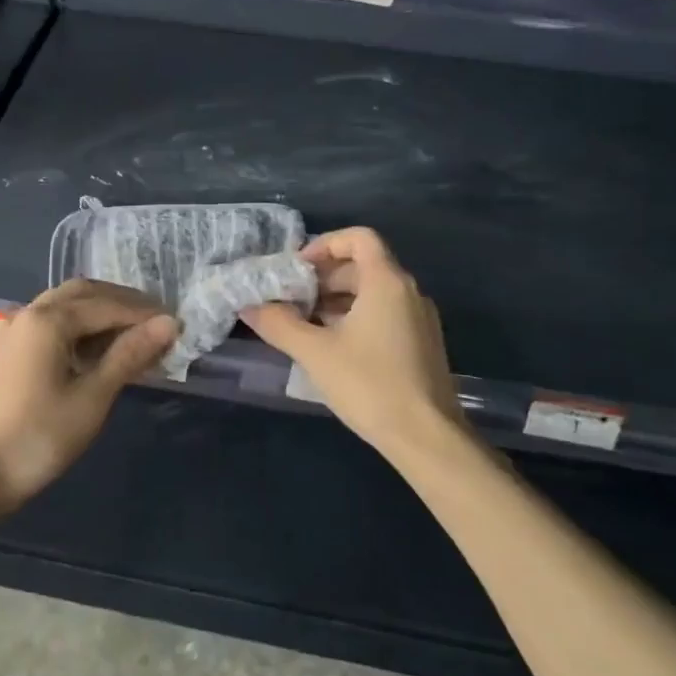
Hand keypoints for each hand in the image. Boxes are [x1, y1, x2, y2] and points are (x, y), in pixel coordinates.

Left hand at [0, 280, 177, 516]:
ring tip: (134, 337)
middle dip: (122, 303)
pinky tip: (96, 352)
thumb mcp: (92, 397)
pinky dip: (78, 329)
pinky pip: (49, 326)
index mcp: (48, 320)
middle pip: (83, 294)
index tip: (178, 325)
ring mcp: (12, 332)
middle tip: (157, 322)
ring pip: (63, 308)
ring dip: (100, 314)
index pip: (107, 305)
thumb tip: (169, 324)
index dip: (145, 313)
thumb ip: (130, 355)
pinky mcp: (5, 353)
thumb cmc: (38, 437)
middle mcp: (27, 314)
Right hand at [242, 227, 462, 456]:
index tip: (297, 268)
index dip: (325, 244)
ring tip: (304, 324)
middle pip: (363, 265)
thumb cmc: (370, 385)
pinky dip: (355, 317)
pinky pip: (384, 314)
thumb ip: (279, 324)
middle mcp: (408, 291)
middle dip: (323, 277)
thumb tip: (248, 306)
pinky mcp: (421, 343)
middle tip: (291, 299)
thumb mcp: (315, 353)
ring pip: (373, 292)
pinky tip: (332, 346)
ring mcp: (419, 318)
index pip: (359, 237)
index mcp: (387, 282)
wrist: (427, 437)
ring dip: (336, 300)